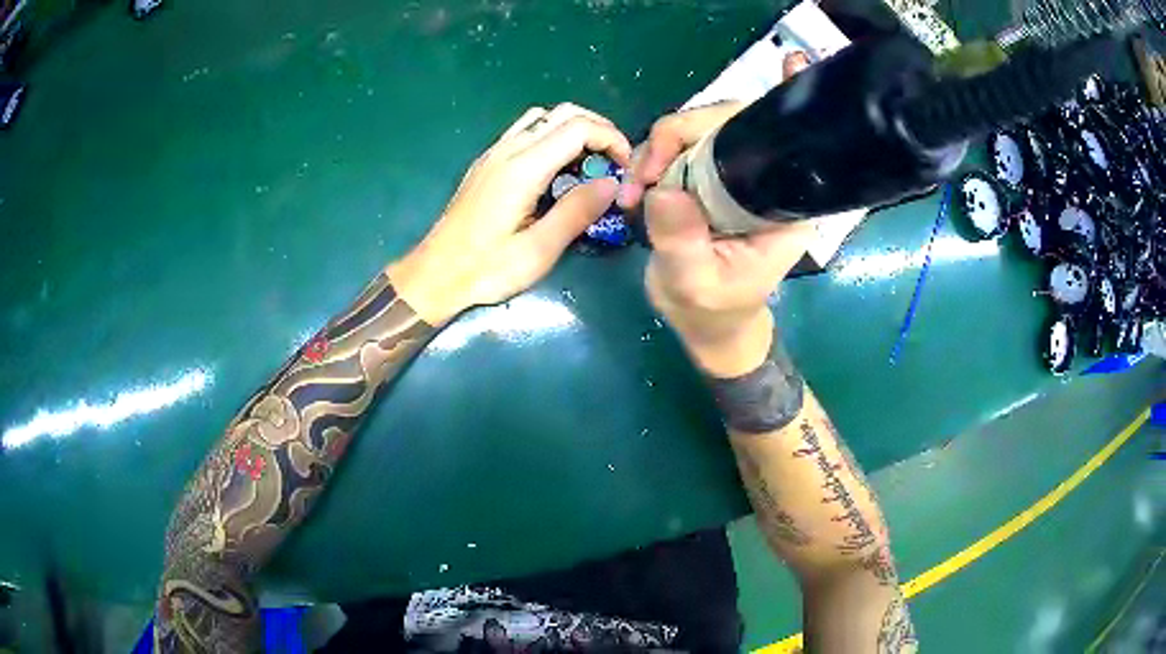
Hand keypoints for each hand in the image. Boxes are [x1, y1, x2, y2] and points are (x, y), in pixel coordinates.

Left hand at [389, 103, 631, 324]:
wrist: (435, 274)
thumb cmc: (486, 269)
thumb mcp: (538, 250)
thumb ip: (576, 212)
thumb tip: (611, 183)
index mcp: (523, 168)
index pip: (578, 127)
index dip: (611, 139)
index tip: (625, 167)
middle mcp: (508, 149)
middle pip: (563, 112)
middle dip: (598, 128)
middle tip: (615, 161)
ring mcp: (494, 153)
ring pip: (542, 116)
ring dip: (574, 128)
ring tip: (589, 162)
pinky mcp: (487, 162)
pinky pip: (525, 130)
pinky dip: (552, 135)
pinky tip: (557, 168)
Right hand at [620, 103, 814, 377]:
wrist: (704, 321)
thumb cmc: (712, 309)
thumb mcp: (695, 285)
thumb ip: (683, 241)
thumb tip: (664, 190)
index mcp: (781, 203)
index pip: (780, 141)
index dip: (777, 101)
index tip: (790, 62)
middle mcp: (762, 179)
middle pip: (728, 122)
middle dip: (679, 135)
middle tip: (645, 175)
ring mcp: (730, 173)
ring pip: (695, 131)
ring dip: (656, 150)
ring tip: (635, 191)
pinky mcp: (704, 176)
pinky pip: (676, 148)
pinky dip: (650, 158)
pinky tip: (637, 184)